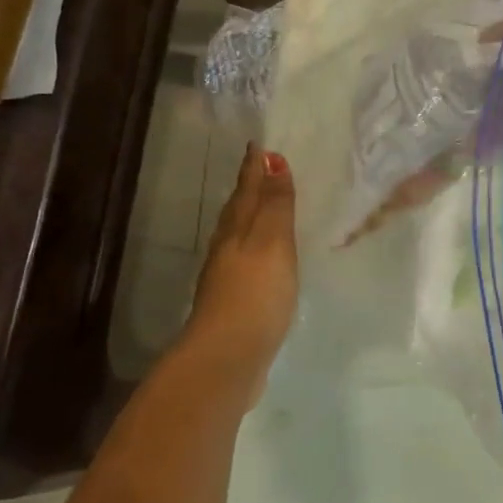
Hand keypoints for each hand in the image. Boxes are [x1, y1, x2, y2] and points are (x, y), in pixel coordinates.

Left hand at [182, 145, 297, 389]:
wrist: (229, 356)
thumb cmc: (255, 293)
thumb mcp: (272, 242)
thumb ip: (275, 204)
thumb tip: (271, 159)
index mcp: (235, 230)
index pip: (246, 190)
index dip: (253, 169)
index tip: (258, 146)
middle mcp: (226, 249)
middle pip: (237, 211)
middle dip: (249, 191)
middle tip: (261, 171)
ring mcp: (227, 279)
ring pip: (238, 238)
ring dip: (251, 221)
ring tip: (264, 211)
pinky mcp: (234, 305)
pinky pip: (246, 265)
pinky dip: (256, 253)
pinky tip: (264, 261)